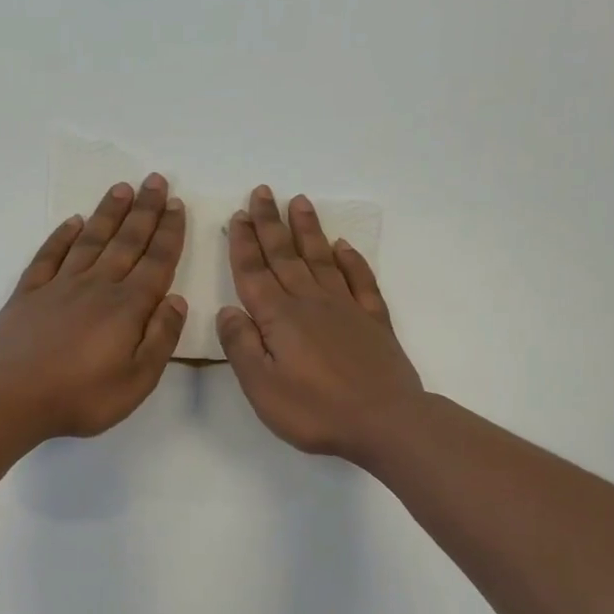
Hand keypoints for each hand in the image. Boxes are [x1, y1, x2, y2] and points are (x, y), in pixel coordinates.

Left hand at [0, 175, 187, 438]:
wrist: (13, 396)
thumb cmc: (82, 396)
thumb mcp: (138, 379)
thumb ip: (161, 337)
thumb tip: (177, 300)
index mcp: (128, 307)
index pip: (156, 262)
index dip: (169, 233)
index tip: (177, 205)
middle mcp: (97, 286)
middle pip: (126, 241)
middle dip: (144, 210)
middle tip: (156, 180)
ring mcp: (60, 286)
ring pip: (90, 240)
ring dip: (108, 213)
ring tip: (121, 188)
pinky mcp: (29, 293)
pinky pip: (49, 256)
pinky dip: (62, 236)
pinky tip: (72, 222)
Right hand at [217, 187, 423, 461]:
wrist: (385, 421)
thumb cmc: (315, 410)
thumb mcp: (262, 388)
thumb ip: (241, 346)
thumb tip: (228, 311)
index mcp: (279, 318)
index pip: (254, 273)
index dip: (243, 244)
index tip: (238, 216)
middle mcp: (310, 302)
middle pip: (285, 256)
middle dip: (270, 223)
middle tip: (262, 192)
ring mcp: (346, 307)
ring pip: (321, 258)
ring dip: (307, 230)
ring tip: (299, 202)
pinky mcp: (373, 320)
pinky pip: (360, 279)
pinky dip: (351, 259)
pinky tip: (343, 246)